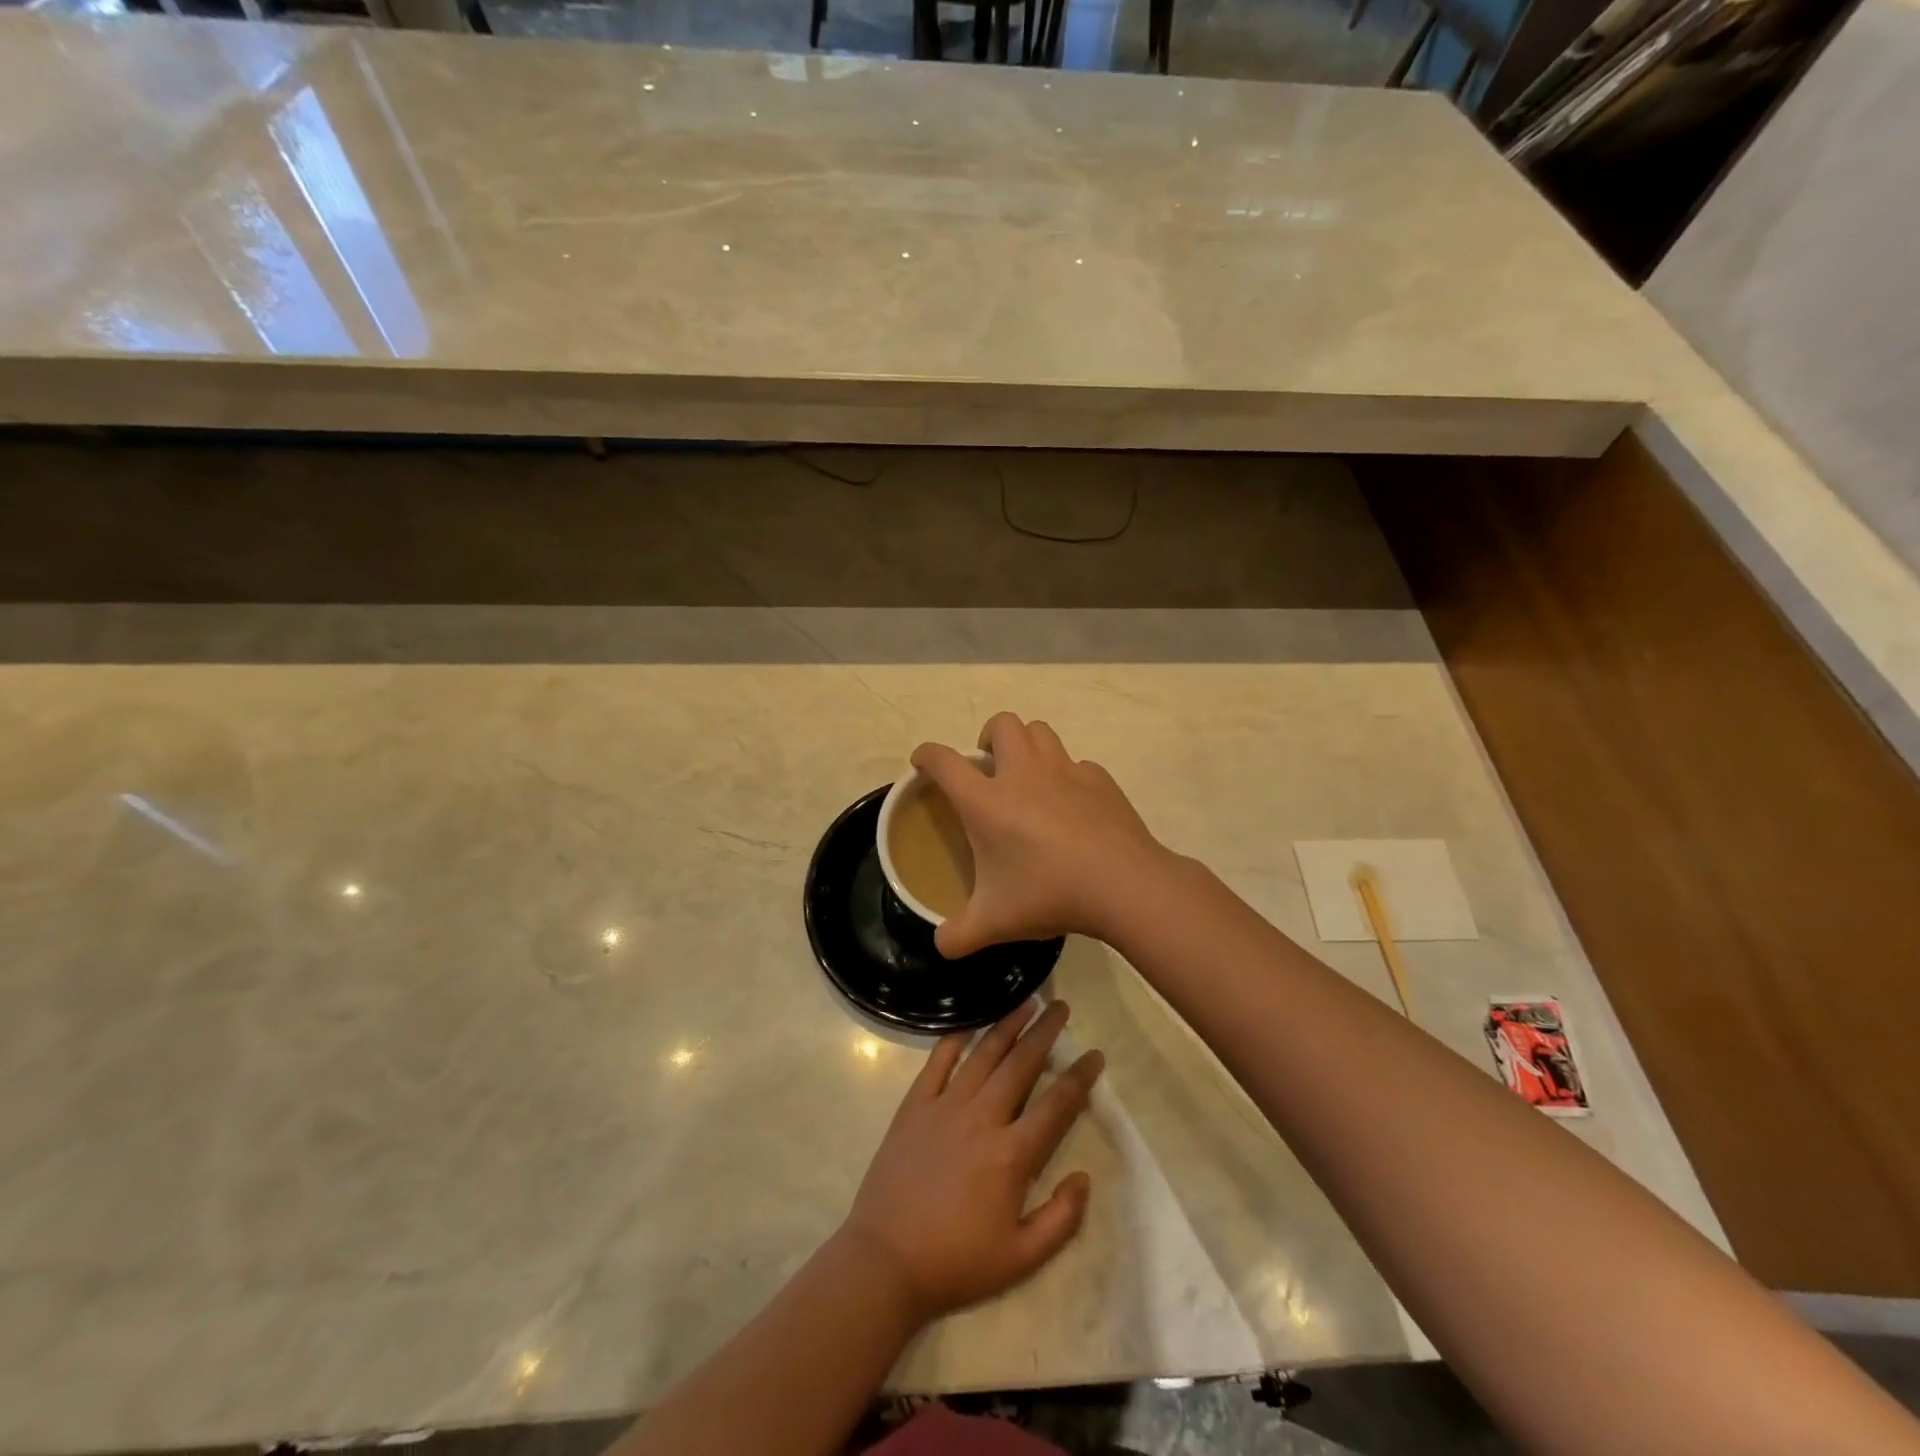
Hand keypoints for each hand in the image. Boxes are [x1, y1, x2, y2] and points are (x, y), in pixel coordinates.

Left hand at [839, 1000, 1103, 1321]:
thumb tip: (1083, 1178)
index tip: (1095, 1054)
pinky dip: (954, 1040)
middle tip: (1061, 1007)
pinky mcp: (914, 1106)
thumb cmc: (957, 1262)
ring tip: (1026, 1002)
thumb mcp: (1021, 1258)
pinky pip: (937, 1063)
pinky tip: (969, 1025)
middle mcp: (981, 1118)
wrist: (886, 1261)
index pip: (1056, 1104)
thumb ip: (1061, 1219)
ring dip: (1007, 1026)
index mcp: (1011, 1154)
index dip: (1079, 1077)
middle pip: (1020, 1065)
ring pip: (983, 1055)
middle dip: (1045, 1033)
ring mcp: (944, 1107)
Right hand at [911, 712, 1172, 958]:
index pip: (944, 761)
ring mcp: (1065, 771)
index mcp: (987, 801)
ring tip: (1028, 778)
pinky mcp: (1099, 780)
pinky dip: (1067, 776)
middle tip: (989, 768)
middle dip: (988, 736)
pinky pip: (1077, 764)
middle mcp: (1023, 774)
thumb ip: (959, 935)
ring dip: (1027, 745)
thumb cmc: (1049, 894)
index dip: (927, 755)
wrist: (1123, 885)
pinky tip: (1073, 807)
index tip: (923, 762)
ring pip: (1040, 732)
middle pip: (1002, 723)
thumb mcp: (994, 923)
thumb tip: (941, 944)